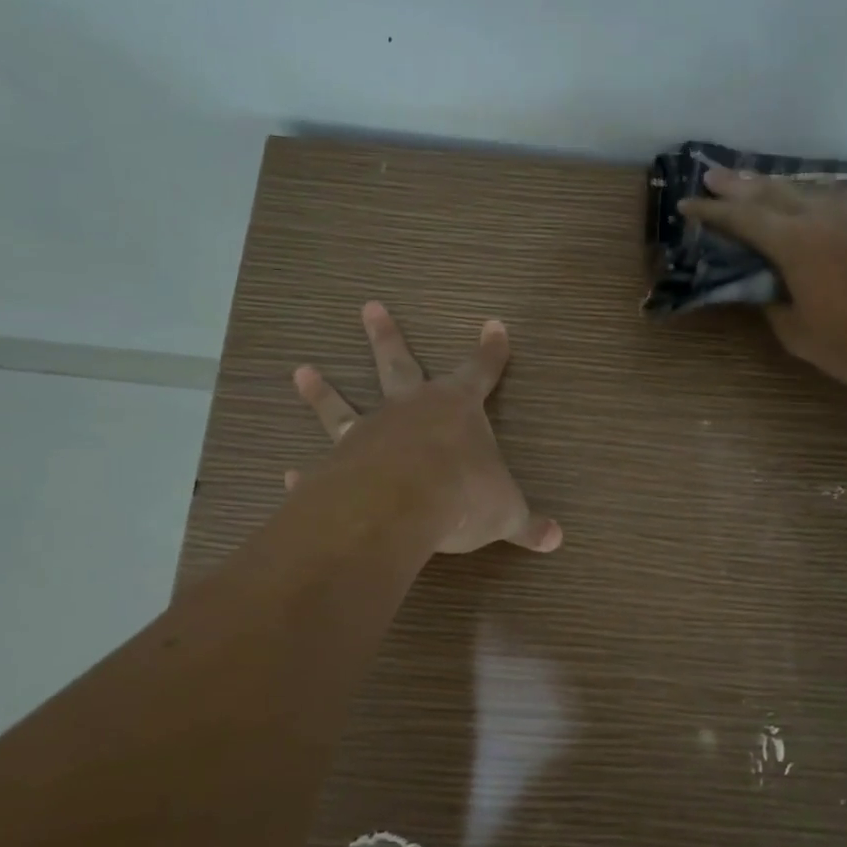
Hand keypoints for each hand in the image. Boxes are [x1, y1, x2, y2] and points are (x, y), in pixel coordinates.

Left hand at [287, 302, 562, 554]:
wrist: (398, 507)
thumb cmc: (462, 495)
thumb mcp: (505, 512)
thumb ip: (527, 524)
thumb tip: (557, 539)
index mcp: (457, 409)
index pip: (481, 371)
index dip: (491, 351)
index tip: (494, 325)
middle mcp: (409, 410)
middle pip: (398, 363)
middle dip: (386, 336)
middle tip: (370, 307)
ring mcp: (368, 433)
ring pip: (342, 405)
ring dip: (323, 391)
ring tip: (302, 371)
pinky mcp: (336, 465)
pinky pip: (320, 465)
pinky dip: (306, 473)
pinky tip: (289, 475)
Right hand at [679, 169, 846, 395]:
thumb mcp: (804, 339)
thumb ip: (778, 308)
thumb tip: (770, 290)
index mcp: (797, 244)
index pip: (743, 219)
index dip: (712, 211)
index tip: (687, 204)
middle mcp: (828, 215)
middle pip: (775, 191)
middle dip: (740, 185)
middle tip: (714, 177)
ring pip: (816, 188)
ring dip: (783, 186)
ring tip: (764, 184)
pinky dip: (827, 197)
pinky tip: (827, 201)